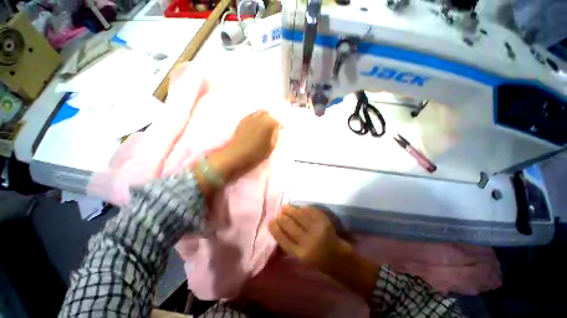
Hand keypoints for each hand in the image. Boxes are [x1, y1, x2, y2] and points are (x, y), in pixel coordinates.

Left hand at [209, 110, 280, 182]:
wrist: (235, 155)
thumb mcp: (270, 147)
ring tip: (264, 125)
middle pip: (268, 115)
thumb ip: (275, 136)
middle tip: (272, 128)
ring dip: (263, 117)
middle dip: (271, 120)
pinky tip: (255, 124)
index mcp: (268, 124)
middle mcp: (259, 118)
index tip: (280, 130)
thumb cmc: (255, 154)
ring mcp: (249, 118)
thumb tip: (276, 128)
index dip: (278, 126)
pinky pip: (251, 115)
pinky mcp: (241, 121)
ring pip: (259, 113)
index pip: (276, 121)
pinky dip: (255, 117)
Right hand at [268, 205, 350, 270]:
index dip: (274, 228)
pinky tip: (299, 207)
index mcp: (300, 254)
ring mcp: (317, 230)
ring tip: (285, 206)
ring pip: (299, 215)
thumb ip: (288, 244)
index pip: (282, 238)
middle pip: (289, 224)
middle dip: (281, 216)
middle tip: (279, 212)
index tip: (271, 221)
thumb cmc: (315, 258)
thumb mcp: (299, 257)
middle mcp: (308, 241)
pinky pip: (310, 211)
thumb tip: (277, 227)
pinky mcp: (324, 221)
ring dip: (290, 209)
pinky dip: (302, 208)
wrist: (336, 255)